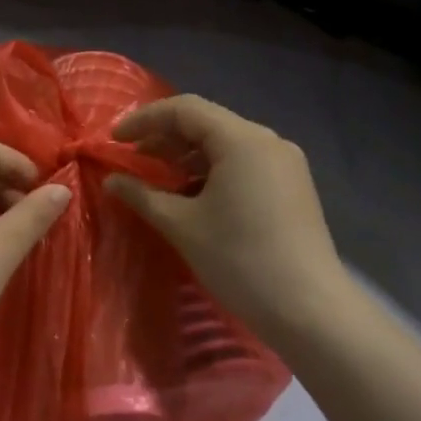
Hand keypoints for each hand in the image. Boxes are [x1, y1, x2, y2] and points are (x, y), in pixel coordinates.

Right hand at [105, 95, 348, 339]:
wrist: (309, 310)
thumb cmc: (240, 260)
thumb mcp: (182, 225)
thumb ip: (142, 196)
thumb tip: (111, 180)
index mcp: (242, 140)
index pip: (184, 109)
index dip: (144, 119)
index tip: (114, 139)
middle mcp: (267, 141)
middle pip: (207, 123)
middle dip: (165, 137)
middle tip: (131, 159)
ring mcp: (285, 164)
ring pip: (226, 144)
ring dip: (187, 155)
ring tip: (157, 178)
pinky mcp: (291, 187)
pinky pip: (244, 163)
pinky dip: (211, 170)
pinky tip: (191, 195)